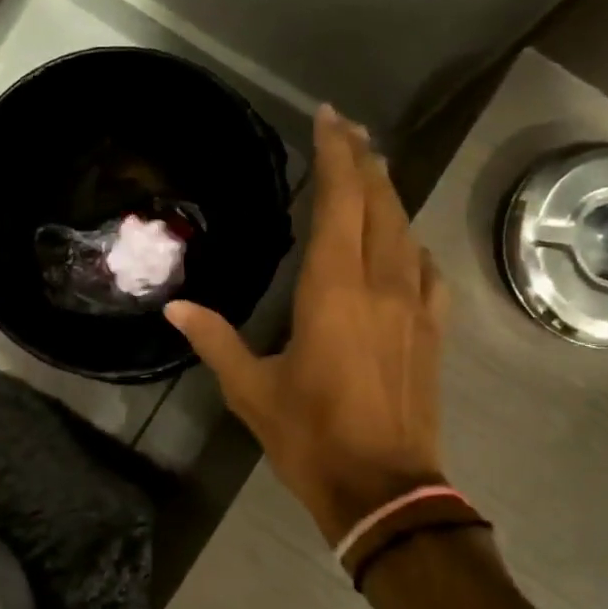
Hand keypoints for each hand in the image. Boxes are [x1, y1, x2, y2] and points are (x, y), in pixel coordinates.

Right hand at [167, 105, 447, 543]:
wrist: (385, 489)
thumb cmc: (312, 438)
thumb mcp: (253, 390)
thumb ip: (215, 341)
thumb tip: (175, 310)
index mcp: (333, 291)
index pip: (340, 203)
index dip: (336, 155)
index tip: (328, 119)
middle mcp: (381, 285)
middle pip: (379, 204)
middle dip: (364, 159)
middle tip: (348, 128)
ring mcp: (415, 306)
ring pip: (405, 230)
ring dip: (388, 194)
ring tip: (372, 169)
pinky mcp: (432, 331)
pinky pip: (427, 270)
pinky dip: (412, 244)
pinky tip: (403, 242)